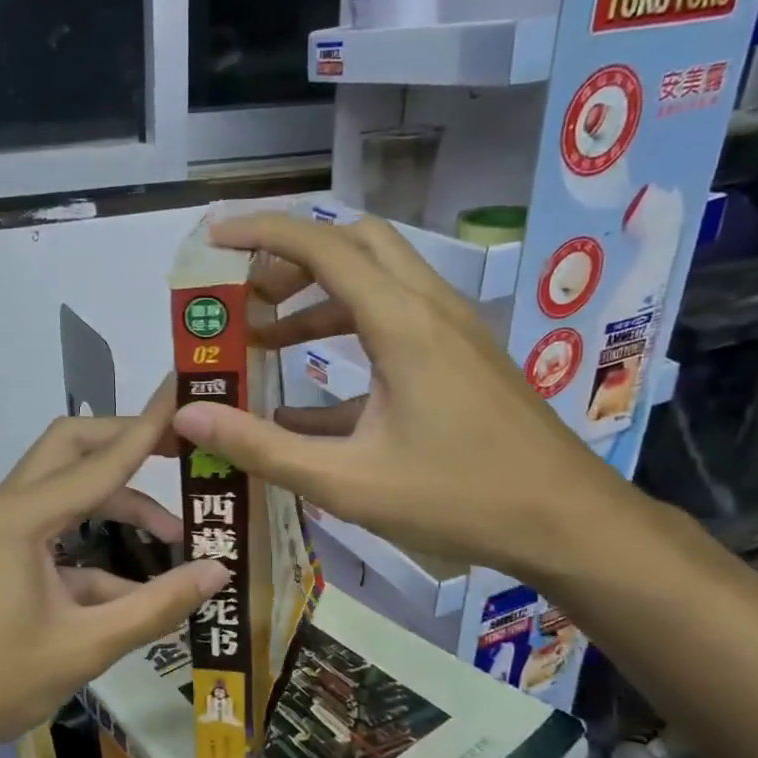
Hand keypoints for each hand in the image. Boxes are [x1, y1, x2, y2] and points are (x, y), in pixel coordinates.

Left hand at [0, 385, 228, 757]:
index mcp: (24, 517)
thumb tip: (219, 572)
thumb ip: (156, 606)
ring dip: (120, 501)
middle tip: (182, 449)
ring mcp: (4, 532)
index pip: (103, 457)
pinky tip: (135, 588)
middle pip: (74, 448)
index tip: (184, 387)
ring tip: (177, 534)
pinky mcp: (5, 557)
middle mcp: (12, 509)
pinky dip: (99, 548)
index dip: (150, 424)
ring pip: (68, 489)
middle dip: (127, 442)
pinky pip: (60, 533)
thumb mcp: (85, 646)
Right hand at [171, 212, 636, 585]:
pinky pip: (395, 324)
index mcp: (402, 324)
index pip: (323, 246)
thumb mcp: (346, 482)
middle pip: (355, 245)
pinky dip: (347, 337)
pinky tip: (310, 400)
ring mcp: (452, 331)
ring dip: (317, 298)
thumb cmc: (458, 500)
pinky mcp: (461, 358)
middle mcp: (429, 309)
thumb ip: (263, 447)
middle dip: (292, 259)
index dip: (263, 234)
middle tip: (245, 295)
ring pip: (376, 281)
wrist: (568, 523)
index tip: (214, 239)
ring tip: (264, 339)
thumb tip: (188, 416)